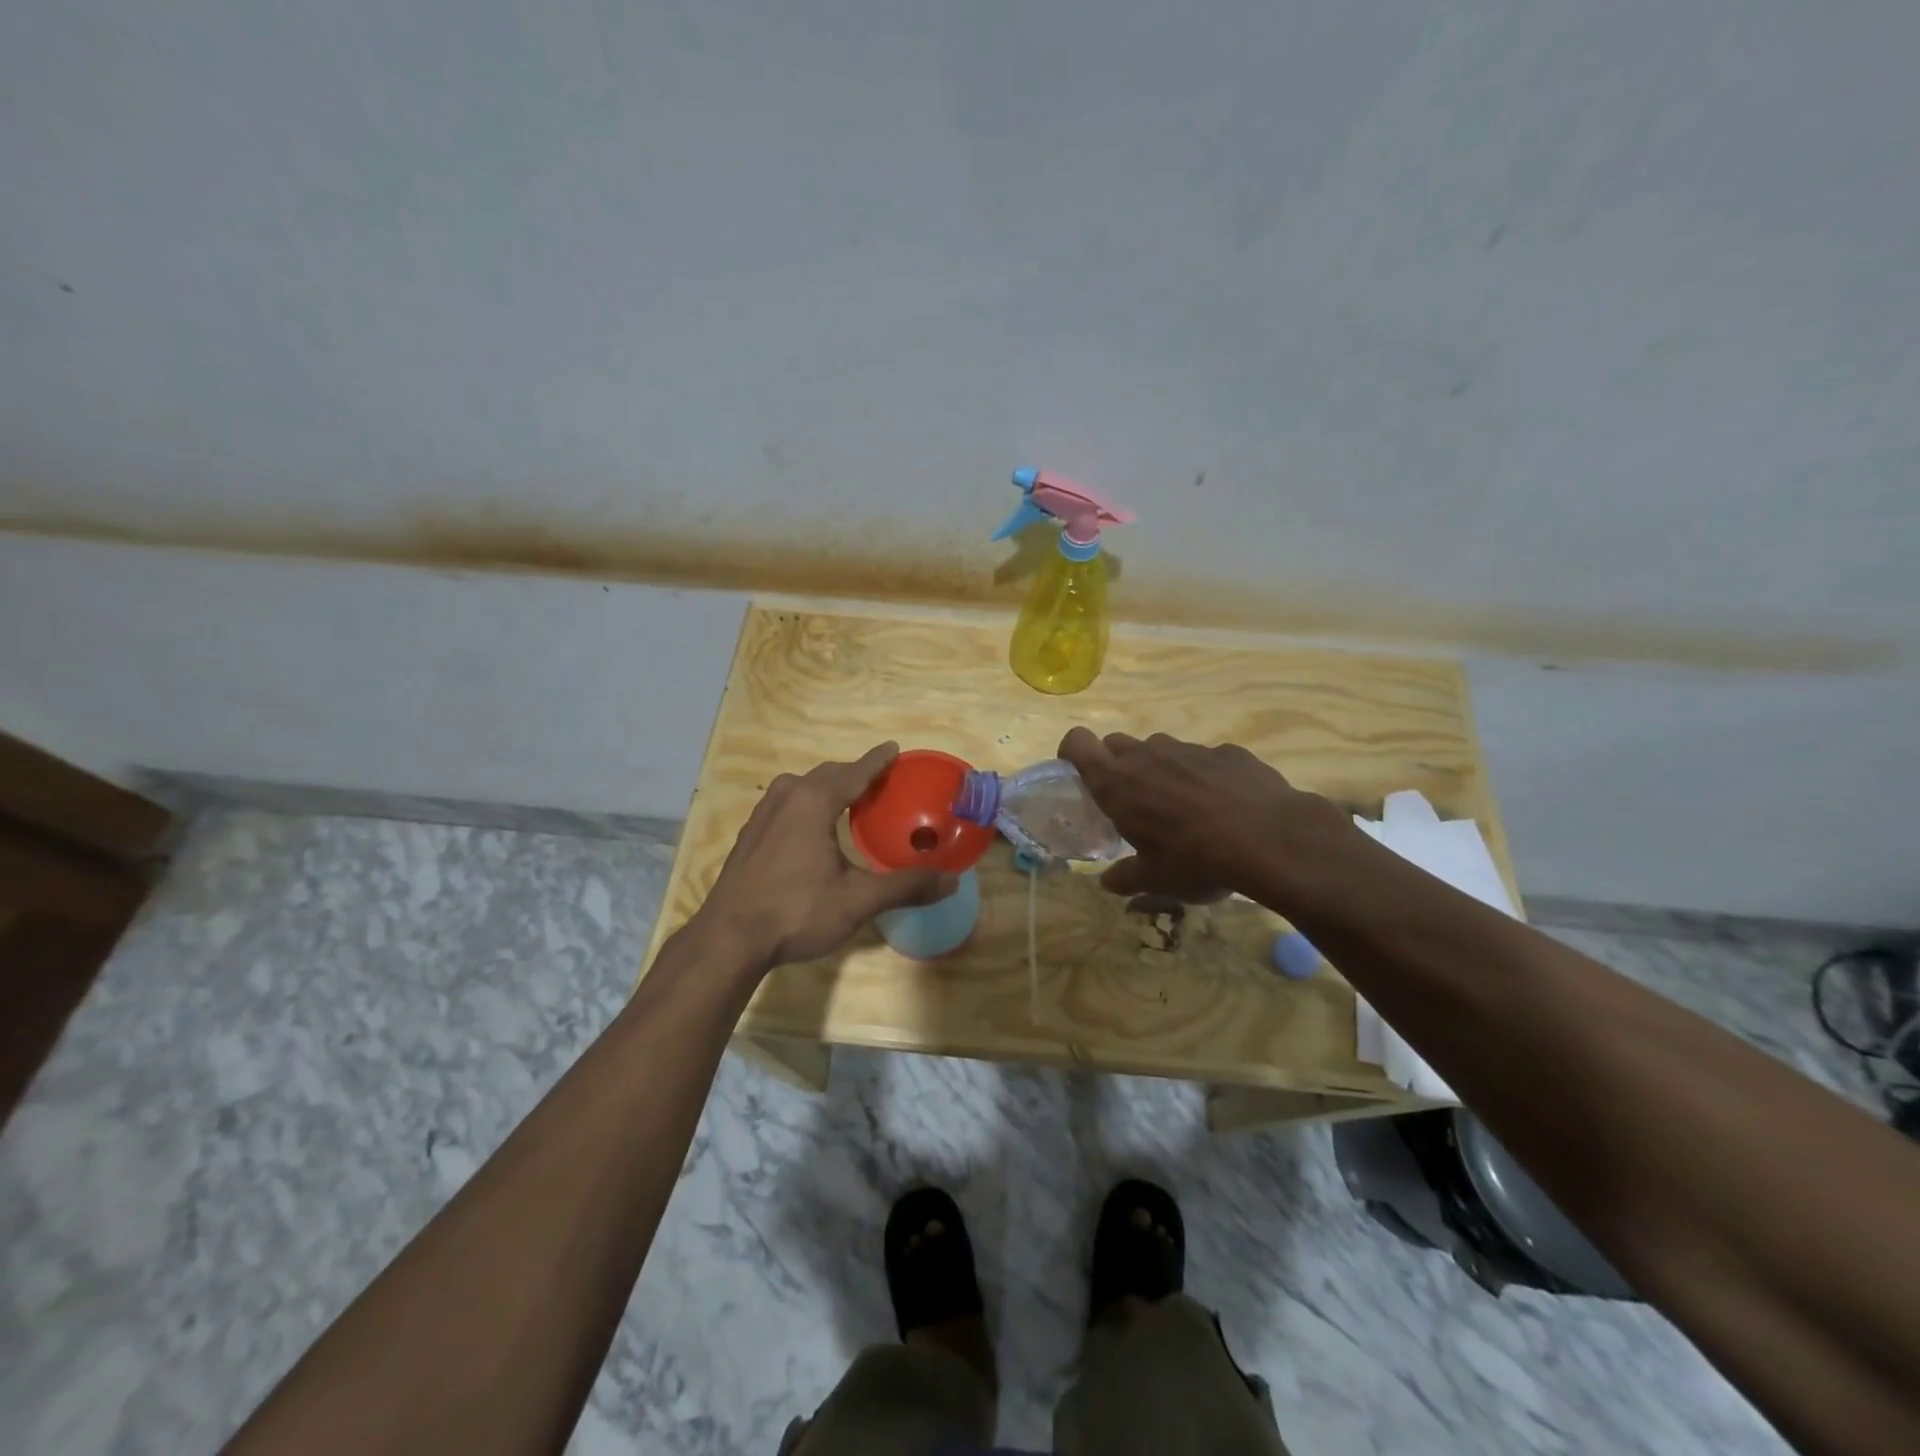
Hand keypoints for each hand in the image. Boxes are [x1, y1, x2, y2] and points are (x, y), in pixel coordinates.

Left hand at [691, 743, 957, 975]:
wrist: (728, 940)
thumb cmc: (796, 911)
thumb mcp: (857, 900)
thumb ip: (905, 886)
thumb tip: (951, 881)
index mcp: (814, 802)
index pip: (853, 772)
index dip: (877, 761)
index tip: (893, 748)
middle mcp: (786, 798)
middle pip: (826, 775)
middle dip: (853, 773)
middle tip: (879, 780)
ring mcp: (762, 816)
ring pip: (801, 788)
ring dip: (827, 787)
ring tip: (848, 799)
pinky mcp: (749, 836)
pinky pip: (786, 804)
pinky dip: (806, 803)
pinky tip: (811, 827)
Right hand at [1058, 728, 1351, 902]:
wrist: (1269, 840)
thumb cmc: (1195, 860)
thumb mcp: (1156, 880)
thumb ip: (1126, 877)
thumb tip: (1108, 882)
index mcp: (1117, 783)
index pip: (1078, 742)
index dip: (1073, 751)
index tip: (1078, 771)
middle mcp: (1147, 756)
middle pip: (1116, 743)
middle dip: (1117, 764)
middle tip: (1132, 799)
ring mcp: (1188, 749)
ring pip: (1160, 749)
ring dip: (1159, 769)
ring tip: (1181, 805)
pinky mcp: (1226, 751)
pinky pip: (1203, 757)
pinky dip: (1203, 774)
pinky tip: (1224, 804)